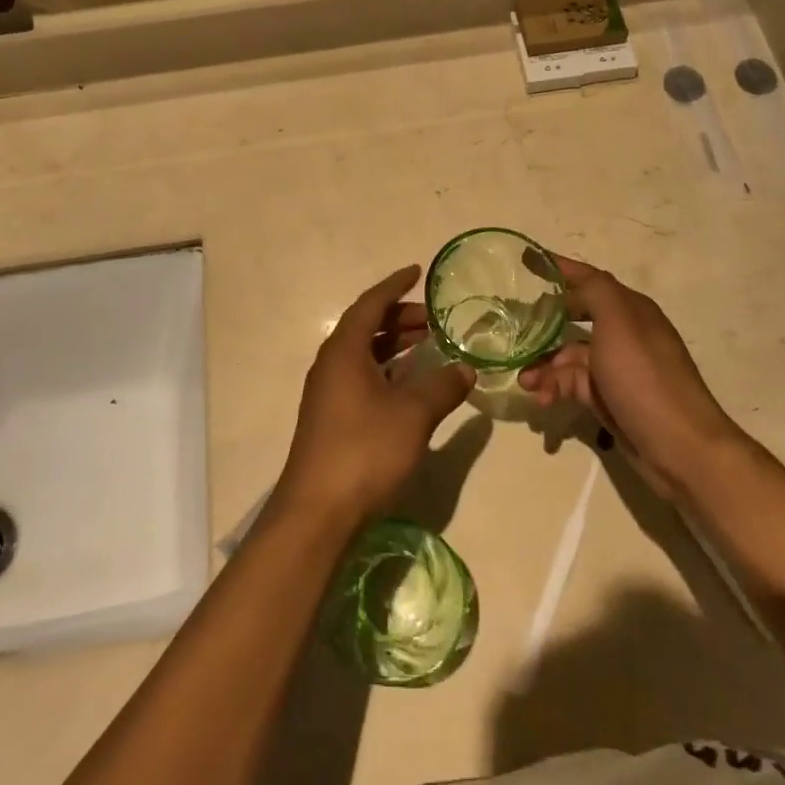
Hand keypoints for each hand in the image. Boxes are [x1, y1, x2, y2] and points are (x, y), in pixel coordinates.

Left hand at [278, 265, 476, 525]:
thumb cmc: (364, 450)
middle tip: (434, 319)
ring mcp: (329, 393)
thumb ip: (442, 387)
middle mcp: (332, 365)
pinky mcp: (332, 419)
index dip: (394, 286)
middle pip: (366, 327)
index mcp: (344, 351)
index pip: (370, 304)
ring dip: (394, 345)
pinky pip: (362, 377)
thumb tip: (466, 369)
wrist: (318, 512)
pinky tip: (410, 384)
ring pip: (364, 355)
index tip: (417, 273)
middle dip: (399, 318)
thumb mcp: (413, 415)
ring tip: (428, 345)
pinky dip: (387, 371)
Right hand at [518, 256, 741, 497]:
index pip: (589, 279)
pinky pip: (572, 385)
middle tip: (512, 330)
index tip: (526, 260)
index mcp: (630, 309)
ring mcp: (616, 368)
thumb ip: (595, 291)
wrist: (680, 448)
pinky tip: (542, 400)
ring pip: (568, 356)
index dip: (558, 268)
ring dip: (544, 366)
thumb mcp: (619, 322)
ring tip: (525, 382)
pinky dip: (554, 389)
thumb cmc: (645, 377)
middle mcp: (624, 334)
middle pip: (574, 318)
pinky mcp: (609, 399)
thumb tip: (570, 283)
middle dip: (543, 325)